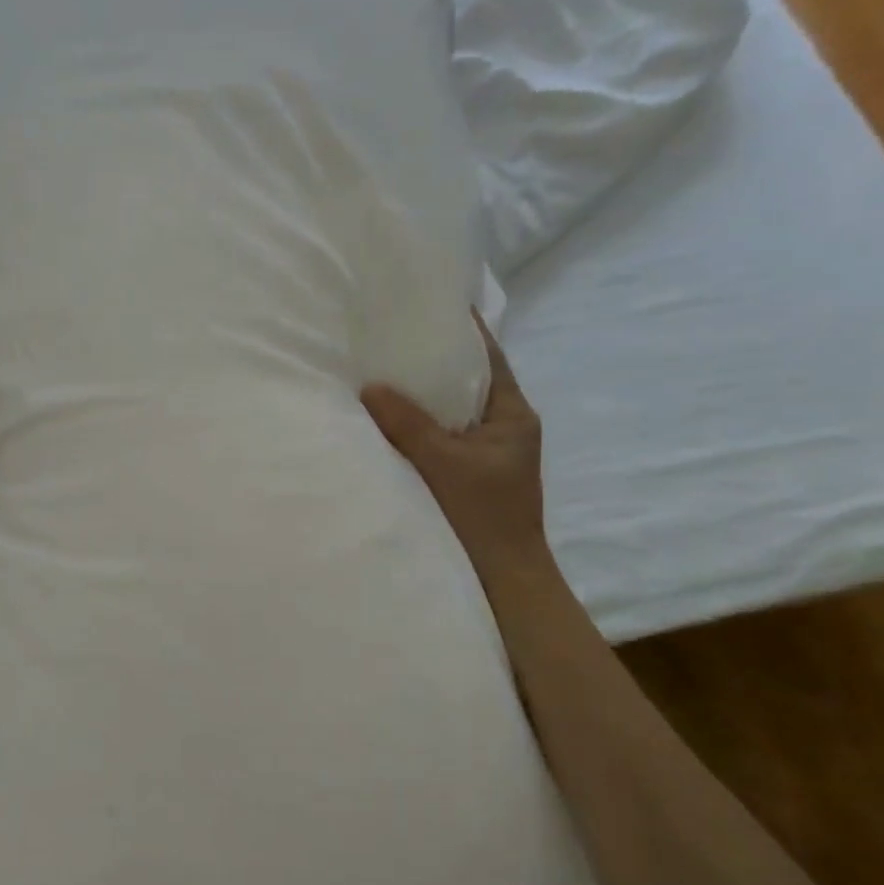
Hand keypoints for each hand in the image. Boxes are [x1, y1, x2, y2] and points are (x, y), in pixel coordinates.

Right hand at [361, 311, 548, 582]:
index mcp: (514, 415)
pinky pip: (441, 437)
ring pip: (452, 411)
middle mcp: (504, 427)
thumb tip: (370, 386)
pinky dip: (419, 425)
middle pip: (467, 382)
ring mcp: (487, 453)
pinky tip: (388, 419)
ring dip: (424, 395)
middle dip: (434, 361)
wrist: (502, 580)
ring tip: (383, 370)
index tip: (429, 304)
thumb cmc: (483, 516)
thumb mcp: (444, 463)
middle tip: (392, 336)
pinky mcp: (469, 475)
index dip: (463, 330)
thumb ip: (408, 423)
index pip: (489, 358)